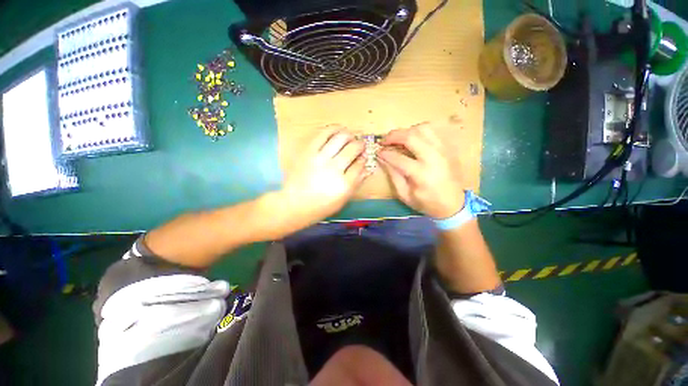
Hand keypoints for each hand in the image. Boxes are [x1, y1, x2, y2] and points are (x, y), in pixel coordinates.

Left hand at [277, 127, 367, 226]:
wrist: (294, 204)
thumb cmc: (320, 206)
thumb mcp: (342, 200)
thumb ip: (355, 183)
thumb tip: (366, 168)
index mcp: (344, 184)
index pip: (360, 164)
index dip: (364, 159)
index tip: (364, 157)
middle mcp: (334, 169)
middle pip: (353, 149)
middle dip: (360, 145)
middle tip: (359, 145)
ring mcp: (320, 158)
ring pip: (340, 138)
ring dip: (349, 135)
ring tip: (350, 136)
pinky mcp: (308, 151)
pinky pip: (323, 134)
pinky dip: (333, 129)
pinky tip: (337, 129)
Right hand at [378, 123, 464, 218]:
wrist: (454, 204)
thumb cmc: (426, 203)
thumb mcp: (405, 194)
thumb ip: (393, 175)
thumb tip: (383, 159)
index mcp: (421, 174)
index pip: (398, 158)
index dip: (385, 153)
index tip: (378, 152)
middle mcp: (433, 158)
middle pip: (411, 137)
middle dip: (394, 136)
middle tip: (385, 140)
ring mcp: (443, 151)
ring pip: (423, 129)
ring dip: (407, 131)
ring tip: (399, 138)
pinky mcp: (449, 148)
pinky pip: (433, 131)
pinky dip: (420, 131)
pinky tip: (413, 138)